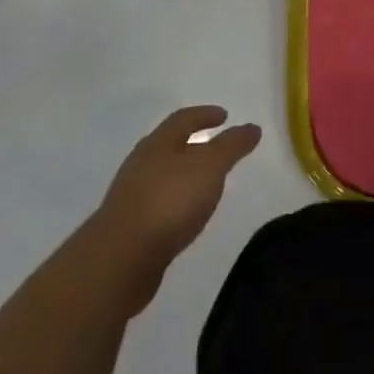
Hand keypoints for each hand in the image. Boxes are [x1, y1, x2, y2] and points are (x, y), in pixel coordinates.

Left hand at [90, 106, 261, 312]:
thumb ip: (232, 146)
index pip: (184, 119)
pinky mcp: (129, 226)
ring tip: (206, 182)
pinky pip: (158, 202)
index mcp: (159, 143)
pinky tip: (186, 214)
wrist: (121, 258)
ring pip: (162, 174)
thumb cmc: (169, 201)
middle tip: (215, 146)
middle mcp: (141, 163)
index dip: (205, 114)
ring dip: (183, 173)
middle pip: (169, 145)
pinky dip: (175, 199)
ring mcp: (132, 195)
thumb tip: (252, 127)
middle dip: (192, 142)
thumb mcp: (210, 166)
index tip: (225, 116)